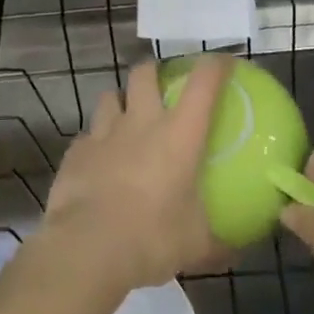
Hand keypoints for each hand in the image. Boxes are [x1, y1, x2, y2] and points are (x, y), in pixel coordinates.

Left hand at [39, 57, 230, 292]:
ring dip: (120, 102)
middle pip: (144, 73)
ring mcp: (104, 133)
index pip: (203, 82)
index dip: (216, 65)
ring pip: (109, 96)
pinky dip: (96, 142)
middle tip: (161, 83)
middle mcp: (141, 122)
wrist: (89, 248)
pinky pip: (88, 135)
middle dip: (153, 70)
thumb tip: (238, 250)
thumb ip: (219, 242)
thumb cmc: (153, 238)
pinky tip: (99, 160)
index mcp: (179, 134)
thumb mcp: (197, 244)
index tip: (224, 62)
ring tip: (125, 118)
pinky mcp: (76, 152)